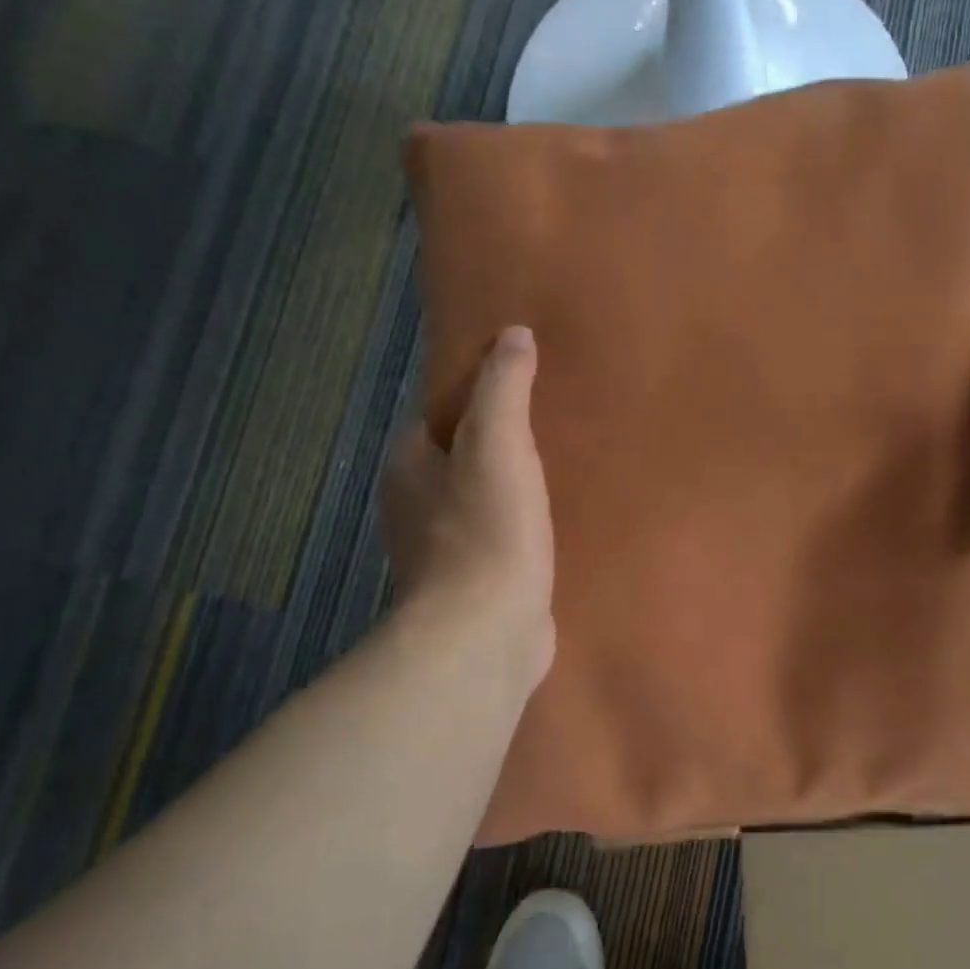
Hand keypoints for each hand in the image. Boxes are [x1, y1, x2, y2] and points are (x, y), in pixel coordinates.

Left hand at [380, 326, 554, 687]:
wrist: (486, 634)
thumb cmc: (487, 530)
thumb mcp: (498, 443)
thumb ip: (504, 387)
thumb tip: (513, 334)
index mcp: (408, 466)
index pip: (437, 415)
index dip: (475, 397)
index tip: (520, 388)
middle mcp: (414, 507)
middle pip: (457, 460)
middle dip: (496, 445)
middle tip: (551, 428)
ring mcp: (441, 553)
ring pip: (478, 503)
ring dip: (510, 490)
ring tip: (561, 473)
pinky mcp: (472, 588)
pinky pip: (497, 542)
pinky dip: (519, 531)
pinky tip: (553, 528)